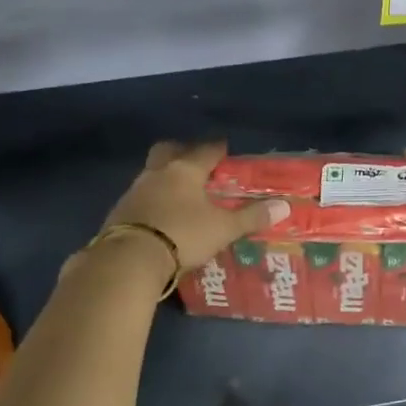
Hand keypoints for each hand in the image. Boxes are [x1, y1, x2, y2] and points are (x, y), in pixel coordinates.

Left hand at [104, 141, 289, 272]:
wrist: (131, 258)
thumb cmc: (183, 235)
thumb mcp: (223, 229)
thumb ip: (252, 217)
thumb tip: (284, 206)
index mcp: (185, 170)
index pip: (205, 150)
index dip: (217, 148)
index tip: (225, 147)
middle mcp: (158, 173)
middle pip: (168, 150)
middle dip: (182, 151)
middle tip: (195, 161)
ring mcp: (135, 190)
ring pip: (152, 173)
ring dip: (165, 176)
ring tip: (180, 192)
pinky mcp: (120, 211)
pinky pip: (140, 196)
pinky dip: (152, 199)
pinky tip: (161, 214)